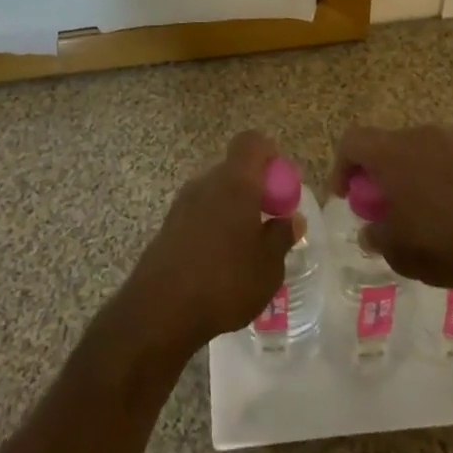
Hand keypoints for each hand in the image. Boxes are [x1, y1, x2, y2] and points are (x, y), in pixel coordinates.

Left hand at [124, 131, 303, 357]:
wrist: (160, 310)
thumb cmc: (225, 281)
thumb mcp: (268, 265)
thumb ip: (282, 236)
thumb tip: (292, 218)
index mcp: (235, 181)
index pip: (251, 142)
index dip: (269, 155)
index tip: (281, 184)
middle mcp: (206, 182)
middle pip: (235, 170)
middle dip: (254, 190)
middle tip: (269, 223)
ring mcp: (183, 203)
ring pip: (216, 194)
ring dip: (233, 211)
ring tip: (246, 251)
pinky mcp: (168, 226)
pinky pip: (200, 214)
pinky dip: (214, 228)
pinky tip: (220, 265)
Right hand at [329, 124, 452, 289]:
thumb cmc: (446, 241)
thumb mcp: (399, 252)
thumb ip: (376, 236)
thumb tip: (370, 230)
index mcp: (391, 151)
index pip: (352, 142)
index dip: (342, 167)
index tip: (347, 196)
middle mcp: (419, 134)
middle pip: (387, 144)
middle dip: (380, 173)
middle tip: (385, 208)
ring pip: (420, 149)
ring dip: (412, 173)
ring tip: (422, 210)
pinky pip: (449, 157)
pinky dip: (442, 176)